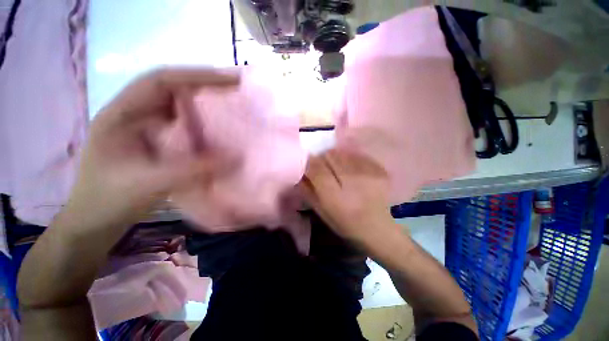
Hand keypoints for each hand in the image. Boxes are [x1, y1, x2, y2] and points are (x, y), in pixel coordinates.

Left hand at [64, 68, 239, 226]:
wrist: (93, 221)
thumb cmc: (109, 201)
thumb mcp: (149, 184)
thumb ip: (194, 169)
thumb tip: (235, 158)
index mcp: (120, 114)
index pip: (161, 81)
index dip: (196, 76)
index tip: (229, 80)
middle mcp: (131, 114)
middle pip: (169, 88)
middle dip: (202, 84)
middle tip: (234, 88)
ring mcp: (141, 127)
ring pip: (174, 104)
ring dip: (200, 101)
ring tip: (227, 102)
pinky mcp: (151, 140)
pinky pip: (178, 123)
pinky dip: (197, 120)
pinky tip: (211, 127)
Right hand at [299, 149, 396, 241]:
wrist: (380, 229)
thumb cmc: (346, 224)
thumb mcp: (322, 212)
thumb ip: (308, 191)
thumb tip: (299, 173)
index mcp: (335, 197)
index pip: (316, 168)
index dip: (309, 162)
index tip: (306, 162)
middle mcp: (352, 181)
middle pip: (330, 156)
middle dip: (321, 158)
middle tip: (322, 166)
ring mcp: (368, 174)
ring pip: (342, 153)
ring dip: (335, 157)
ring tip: (337, 168)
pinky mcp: (379, 170)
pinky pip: (356, 155)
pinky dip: (349, 159)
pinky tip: (351, 170)